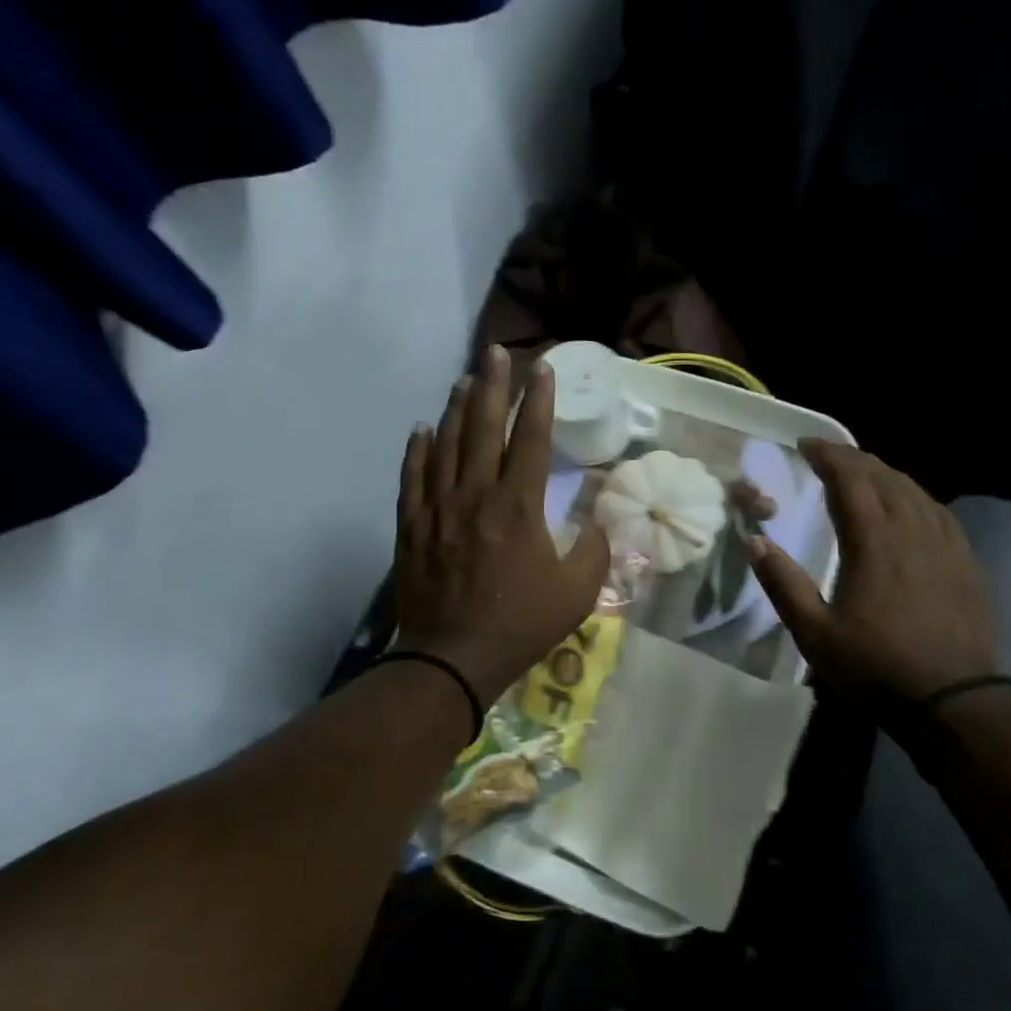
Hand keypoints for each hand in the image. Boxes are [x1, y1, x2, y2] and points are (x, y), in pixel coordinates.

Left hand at [393, 345, 609, 708]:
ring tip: (465, 380)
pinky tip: (421, 430)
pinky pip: (413, 477)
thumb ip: (594, 551)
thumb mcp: (577, 593)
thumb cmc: (520, 624)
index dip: (539, 400)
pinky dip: (417, 450)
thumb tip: (597, 523)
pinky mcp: (413, 526)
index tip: (542, 368)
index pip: (530, 438)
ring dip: (457, 408)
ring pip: (446, 444)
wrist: (453, 658)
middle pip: (483, 427)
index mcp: (518, 506)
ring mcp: (438, 508)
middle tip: (496, 352)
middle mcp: (476, 494)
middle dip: (493, 385)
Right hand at [749, 440, 997, 707]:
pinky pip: (939, 513)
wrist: (953, 701)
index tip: (806, 445)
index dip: (828, 456)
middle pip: (885, 478)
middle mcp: (912, 532)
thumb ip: (784, 585)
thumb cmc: (875, 668)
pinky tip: (911, 507)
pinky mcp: (966, 563)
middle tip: (829, 456)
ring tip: (865, 475)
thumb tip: (755, 542)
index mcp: (873, 543)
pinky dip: (916, 497)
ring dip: (886, 475)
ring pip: (915, 491)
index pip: (851, 480)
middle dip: (854, 460)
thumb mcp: (815, 635)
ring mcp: (945, 546)